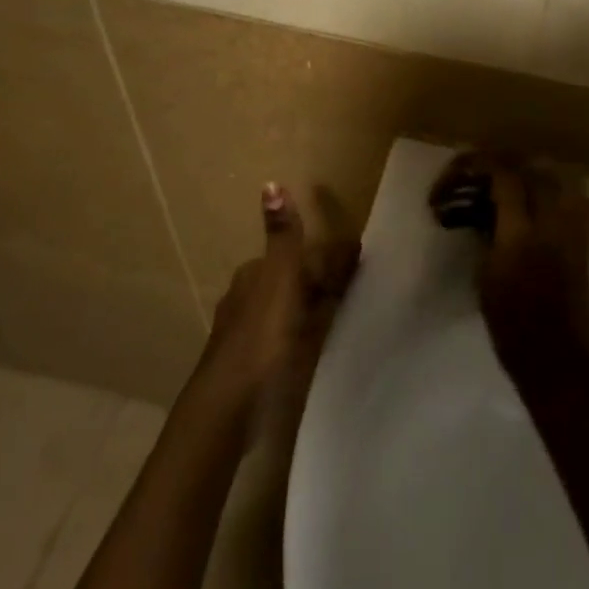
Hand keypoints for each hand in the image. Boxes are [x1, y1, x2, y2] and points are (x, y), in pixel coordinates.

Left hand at [198, 184, 359, 417]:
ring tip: (347, 313)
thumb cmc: (260, 336)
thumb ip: (283, 236)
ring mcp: (248, 335)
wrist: (230, 405)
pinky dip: (306, 334)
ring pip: (289, 310)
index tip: (357, 261)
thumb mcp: (279, 278)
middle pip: (292, 281)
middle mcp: (246, 299)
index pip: (296, 255)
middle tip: (359, 286)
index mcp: (253, 275)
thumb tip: (271, 183)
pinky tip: (320, 344)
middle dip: (320, 280)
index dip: (326, 257)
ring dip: (314, 307)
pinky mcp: (254, 366)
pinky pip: (288, 337)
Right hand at [462, 156, 588, 362]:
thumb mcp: (485, 276)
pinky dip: (557, 191)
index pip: (505, 177)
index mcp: (521, 234)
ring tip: (508, 181)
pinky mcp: (587, 239)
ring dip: (531, 171)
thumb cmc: (511, 326)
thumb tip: (485, 208)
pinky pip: (576, 198)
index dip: (479, 166)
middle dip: (502, 163)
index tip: (459, 174)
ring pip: (557, 177)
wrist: (557, 359)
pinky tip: (540, 201)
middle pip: (532, 168)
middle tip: (478, 173)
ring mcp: (575, 228)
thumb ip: (488, 232)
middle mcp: (552, 222)